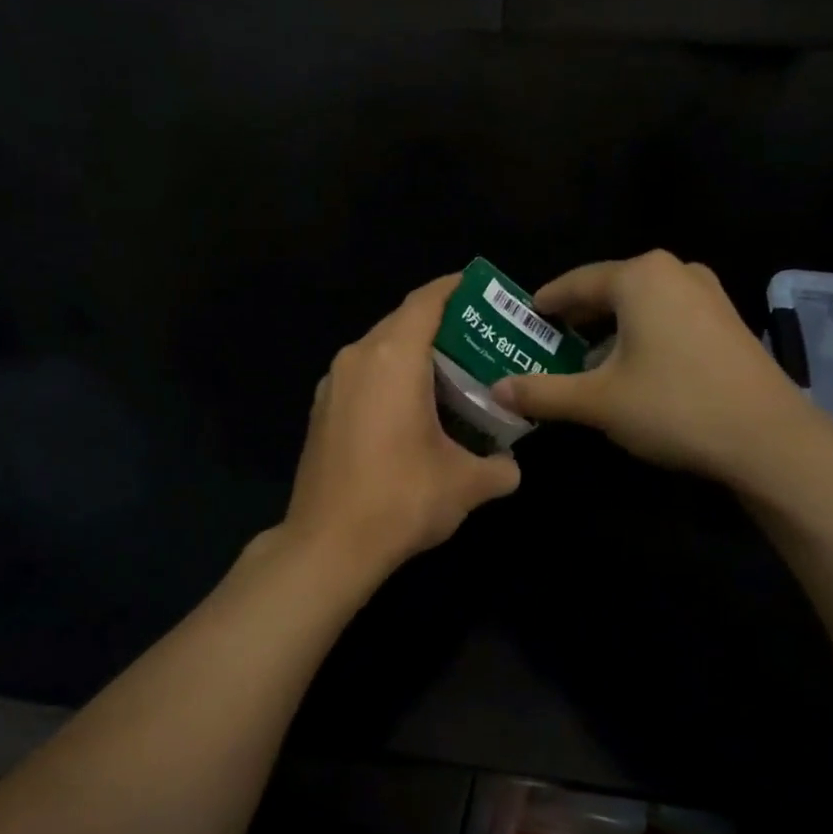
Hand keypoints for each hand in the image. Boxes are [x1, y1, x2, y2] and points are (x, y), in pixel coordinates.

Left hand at [278, 276, 521, 589]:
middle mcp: (357, 358)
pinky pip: (363, 376)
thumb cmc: (400, 499)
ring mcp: (333, 384)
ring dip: (413, 354)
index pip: (426, 302)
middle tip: (480, 340)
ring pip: (379, 350)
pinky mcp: (321, 410)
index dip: (455, 288)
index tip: (482, 291)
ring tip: (452, 374)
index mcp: (392, 358)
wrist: (327, 545)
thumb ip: (500, 468)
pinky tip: (414, 409)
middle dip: (441, 325)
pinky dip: (390, 378)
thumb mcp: (466, 484)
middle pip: (402, 322)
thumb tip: (511, 467)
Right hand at [491, 250, 826, 494]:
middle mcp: (674, 271)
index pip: (574, 284)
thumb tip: (496, 389)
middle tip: (546, 344)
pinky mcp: (726, 319)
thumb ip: (542, 391)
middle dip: (575, 319)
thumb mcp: (598, 401)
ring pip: (639, 304)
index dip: (544, 304)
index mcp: (639, 276)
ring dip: (608, 328)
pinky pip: (667, 315)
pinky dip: (640, 333)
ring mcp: (706, 293)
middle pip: (608, 290)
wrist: (770, 440)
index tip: (521, 321)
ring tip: (584, 359)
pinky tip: (632, 366)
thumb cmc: (674, 406)